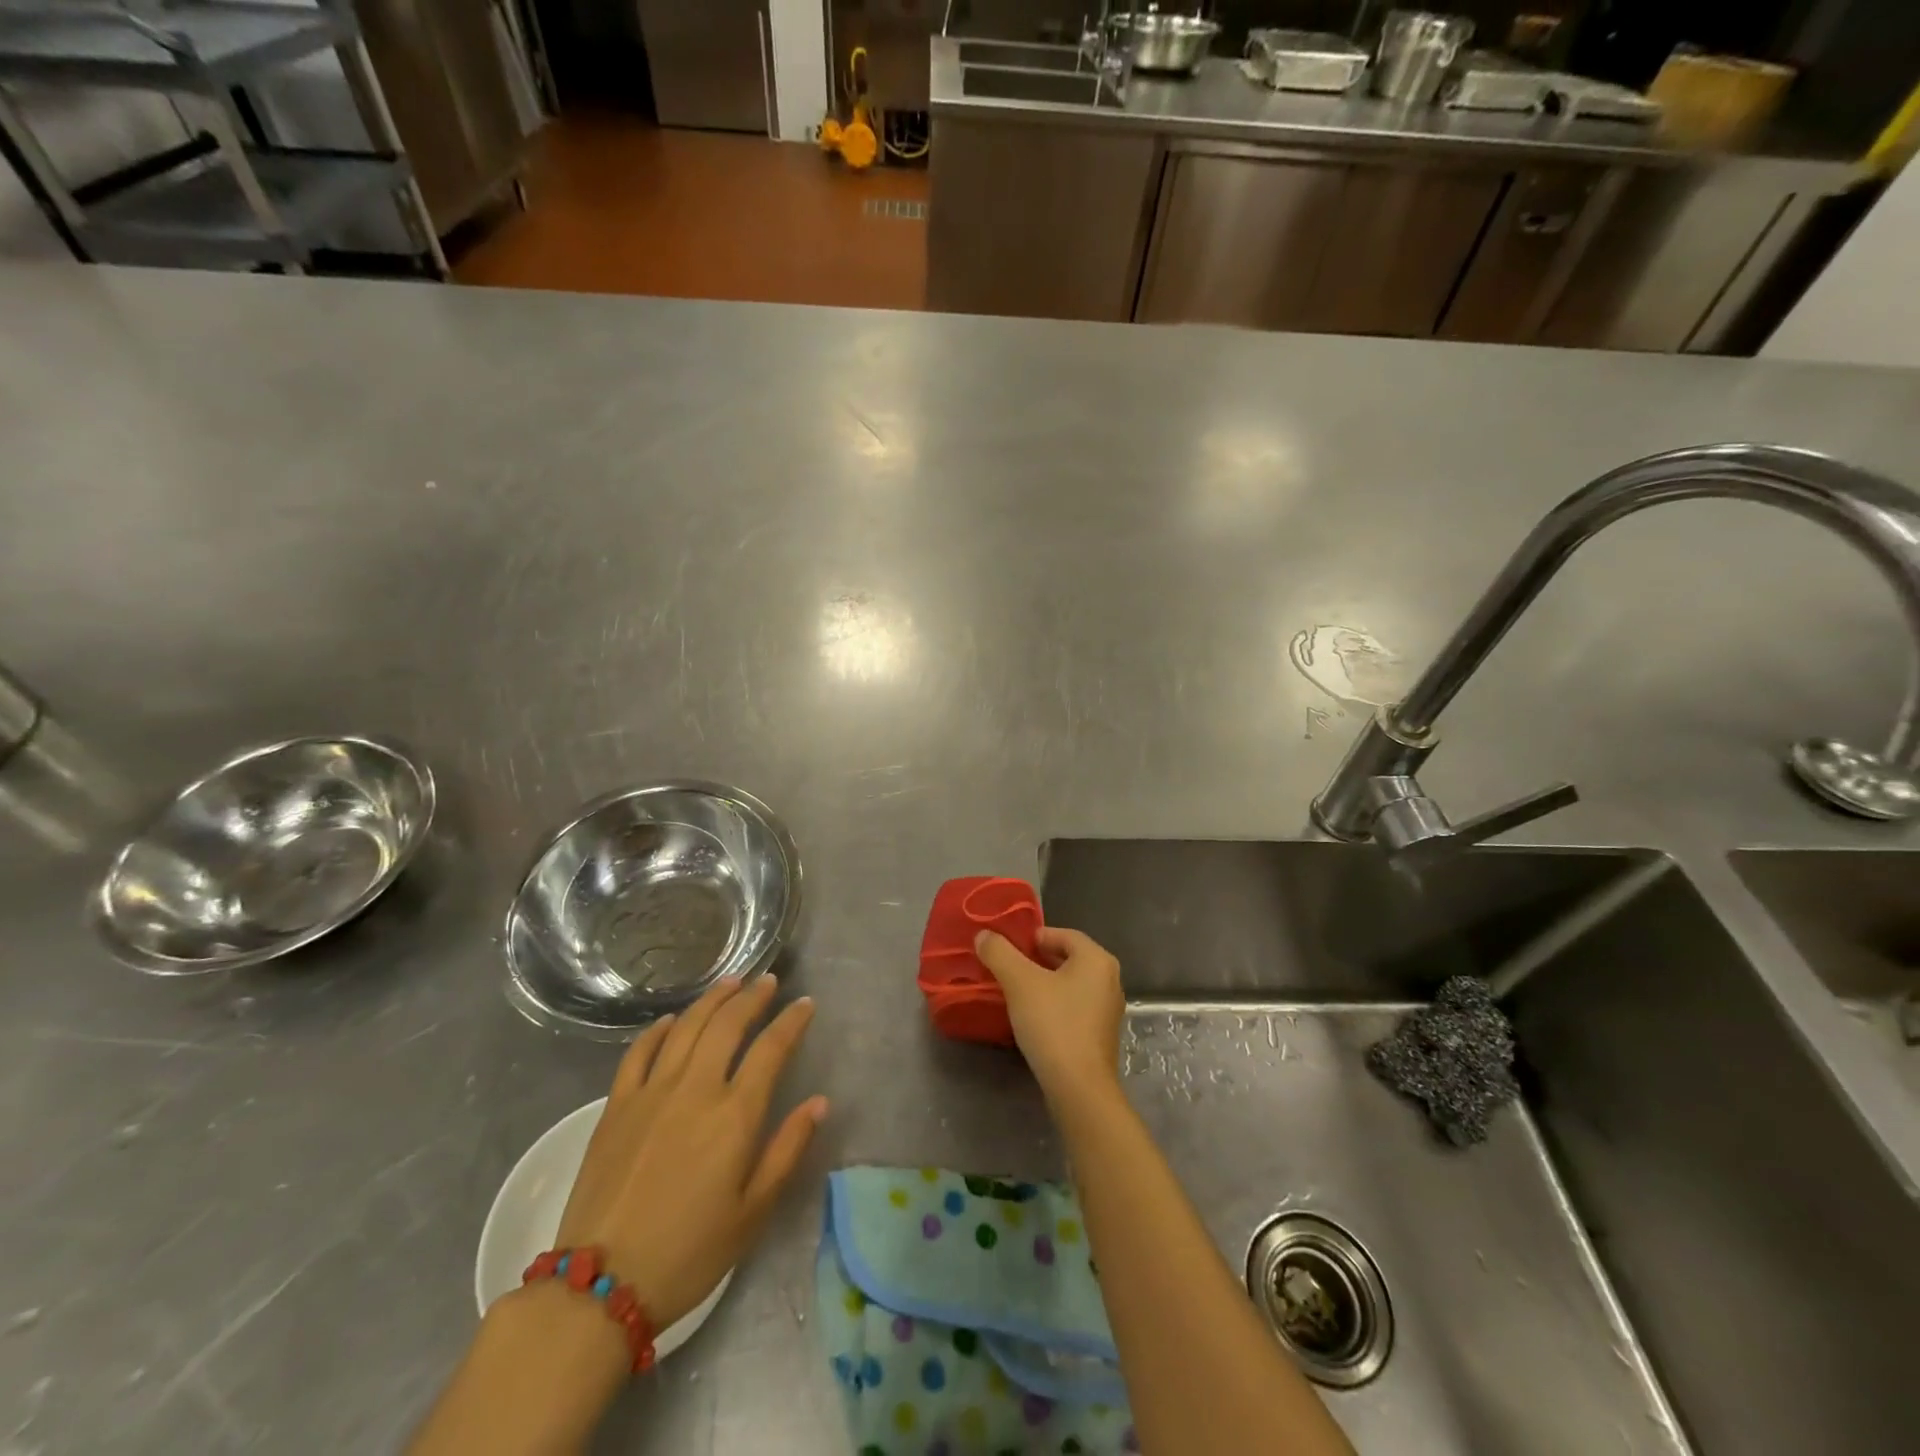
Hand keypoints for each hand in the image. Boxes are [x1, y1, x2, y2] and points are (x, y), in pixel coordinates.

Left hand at [553, 975, 827, 1331]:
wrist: (600, 1288)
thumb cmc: (689, 1253)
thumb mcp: (752, 1213)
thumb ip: (787, 1150)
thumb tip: (819, 1102)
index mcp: (734, 1115)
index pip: (771, 1049)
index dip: (792, 1021)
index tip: (805, 1004)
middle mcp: (695, 1089)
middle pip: (728, 1024)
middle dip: (752, 997)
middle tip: (768, 982)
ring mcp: (651, 1092)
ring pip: (686, 1027)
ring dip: (712, 1000)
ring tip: (730, 983)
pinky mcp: (616, 1106)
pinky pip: (639, 1052)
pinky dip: (658, 1029)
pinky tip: (671, 1021)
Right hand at [975, 926, 1124, 1103]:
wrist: (1079, 1088)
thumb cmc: (1053, 1024)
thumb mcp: (1019, 982)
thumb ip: (999, 953)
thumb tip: (984, 935)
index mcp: (1097, 959)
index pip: (1063, 934)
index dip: (1034, 937)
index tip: (1009, 949)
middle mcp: (1109, 980)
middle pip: (1068, 958)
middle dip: (1036, 961)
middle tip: (1008, 969)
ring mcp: (1108, 1010)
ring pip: (1071, 985)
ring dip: (1044, 984)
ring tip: (1016, 993)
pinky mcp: (1101, 1035)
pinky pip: (1074, 1008)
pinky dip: (1054, 1006)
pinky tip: (1033, 1019)